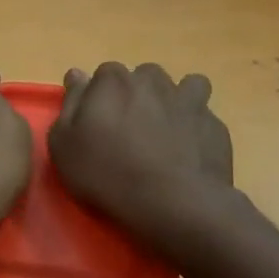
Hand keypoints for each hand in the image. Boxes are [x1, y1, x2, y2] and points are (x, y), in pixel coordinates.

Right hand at [48, 62, 233, 241]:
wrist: (172, 202)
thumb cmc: (107, 173)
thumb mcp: (64, 145)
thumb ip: (71, 103)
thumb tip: (77, 74)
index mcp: (113, 82)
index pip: (103, 75)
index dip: (100, 97)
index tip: (98, 123)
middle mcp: (153, 81)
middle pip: (143, 77)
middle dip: (137, 96)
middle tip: (130, 131)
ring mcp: (189, 101)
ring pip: (183, 86)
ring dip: (174, 102)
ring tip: (165, 133)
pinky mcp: (214, 126)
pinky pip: (203, 117)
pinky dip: (196, 129)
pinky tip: (188, 153)